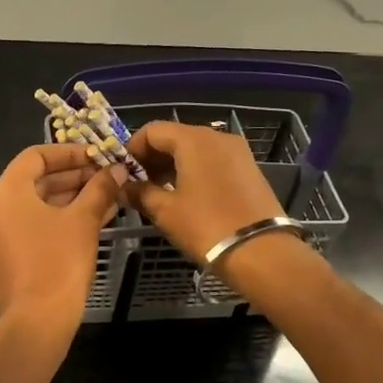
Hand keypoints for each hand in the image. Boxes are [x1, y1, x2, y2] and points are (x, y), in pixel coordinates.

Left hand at [0, 144, 126, 329]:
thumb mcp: (83, 220)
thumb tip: (117, 169)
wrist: (37, 320)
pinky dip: (62, 216)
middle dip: (75, 175)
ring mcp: (1, 232)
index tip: (98, 156)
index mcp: (7, 191)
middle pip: (37, 179)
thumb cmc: (58, 261)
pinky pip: (37, 223)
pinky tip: (96, 217)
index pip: (36, 156)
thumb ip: (100, 189)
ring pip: (39, 203)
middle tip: (108, 176)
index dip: (70, 152)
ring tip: (109, 195)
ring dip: (73, 196)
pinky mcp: (10, 254)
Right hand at [124, 121, 285, 263]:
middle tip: (137, 184)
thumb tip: (123, 187)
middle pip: (175, 136)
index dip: (132, 148)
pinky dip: (194, 170)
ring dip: (172, 164)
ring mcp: (237, 152)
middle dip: (152, 157)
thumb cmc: (206, 226)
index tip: (121, 172)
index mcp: (194, 139)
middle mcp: (217, 136)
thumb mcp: (165, 211)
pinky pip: (213, 160)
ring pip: (195, 149)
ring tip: (158, 191)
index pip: (153, 130)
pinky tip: (185, 195)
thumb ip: (140, 193)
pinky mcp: (248, 168)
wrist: (261, 252)